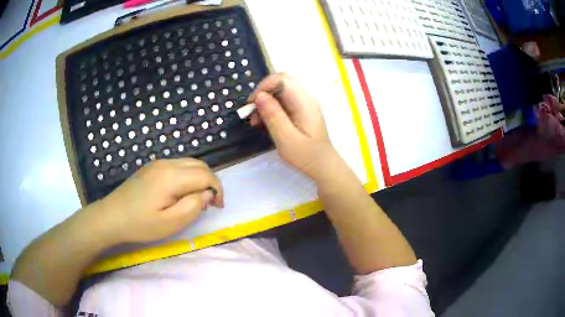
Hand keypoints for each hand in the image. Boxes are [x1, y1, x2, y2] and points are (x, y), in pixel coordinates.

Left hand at [92, 159, 223, 243]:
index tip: (217, 207)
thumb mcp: (170, 223)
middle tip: (209, 203)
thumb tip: (206, 194)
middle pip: (200, 165)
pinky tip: (181, 192)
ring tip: (196, 199)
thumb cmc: (140, 224)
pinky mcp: (152, 167)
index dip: (217, 190)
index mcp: (171, 176)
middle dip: (210, 182)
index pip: (205, 175)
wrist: (112, 216)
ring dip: (199, 179)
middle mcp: (166, 163)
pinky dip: (187, 176)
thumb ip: (193, 206)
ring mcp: (157, 163)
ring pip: (189, 163)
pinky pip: (178, 166)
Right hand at [249, 73, 337, 180]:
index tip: (252, 104)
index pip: (282, 79)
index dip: (263, 86)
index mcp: (304, 102)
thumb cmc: (306, 155)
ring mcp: (303, 104)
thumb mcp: (286, 138)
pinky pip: (283, 102)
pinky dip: (271, 109)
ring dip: (265, 103)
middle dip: (262, 94)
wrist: (323, 166)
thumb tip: (259, 96)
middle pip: (280, 83)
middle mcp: (305, 98)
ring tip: (256, 122)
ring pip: (279, 92)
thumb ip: (273, 115)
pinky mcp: (301, 111)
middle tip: (252, 113)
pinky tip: (264, 123)